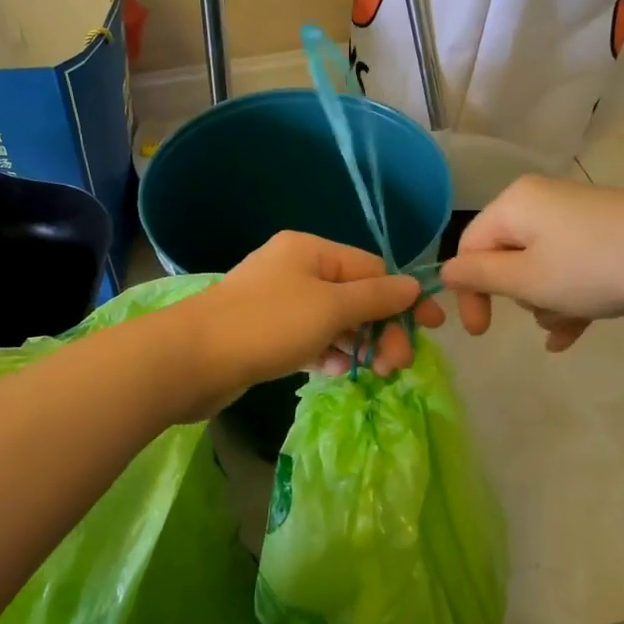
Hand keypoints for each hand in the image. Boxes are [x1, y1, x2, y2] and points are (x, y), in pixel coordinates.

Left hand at [171, 232, 444, 416]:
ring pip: (332, 320)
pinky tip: (338, 373)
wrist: (191, 359)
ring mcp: (277, 302)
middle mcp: (294, 269)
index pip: (372, 268)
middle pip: (354, 296)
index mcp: (311, 250)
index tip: (431, 330)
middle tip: (396, 364)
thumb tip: (413, 286)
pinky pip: (309, 339)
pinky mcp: (265, 334)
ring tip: (374, 372)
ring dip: (357, 344)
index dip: (403, 298)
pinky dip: (327, 353)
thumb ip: (376, 298)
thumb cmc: (267, 324)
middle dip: (380, 328)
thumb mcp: (330, 307)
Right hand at [437, 177, 623, 351]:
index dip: (470, 292)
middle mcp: (539, 202)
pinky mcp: (603, 233)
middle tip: (545, 311)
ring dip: (546, 301)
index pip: (469, 248)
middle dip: (518, 296)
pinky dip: (568, 297)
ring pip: (540, 268)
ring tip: (571, 320)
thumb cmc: (597, 267)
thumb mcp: (529, 280)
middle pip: (506, 258)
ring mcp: (575, 217)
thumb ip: (480, 277)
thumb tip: (443, 272)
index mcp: (514, 205)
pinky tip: (573, 334)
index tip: (482, 333)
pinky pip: (570, 268)